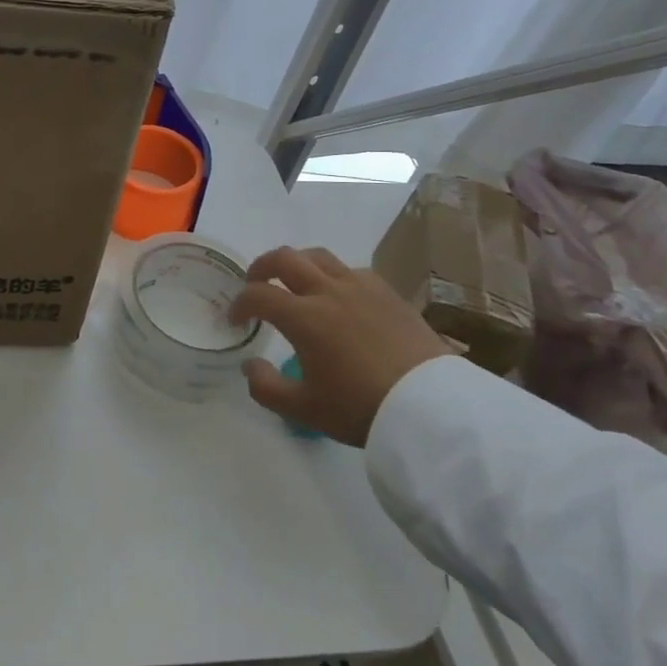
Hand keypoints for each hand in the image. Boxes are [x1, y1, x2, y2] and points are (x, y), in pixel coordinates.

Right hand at [229, 246, 453, 445]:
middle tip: (256, 283)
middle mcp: (327, 291)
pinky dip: (333, 274)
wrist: (431, 408)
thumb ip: (266, 387)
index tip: (235, 319)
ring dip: (297, 263)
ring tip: (294, 280)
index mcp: (303, 317)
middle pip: (285, 258)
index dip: (240, 303)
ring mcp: (360, 286)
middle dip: (262, 266)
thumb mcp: (305, 410)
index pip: (258, 295)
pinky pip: (351, 269)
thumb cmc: (361, 408)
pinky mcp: (387, 292)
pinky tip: (338, 294)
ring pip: (319, 255)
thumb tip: (249, 366)